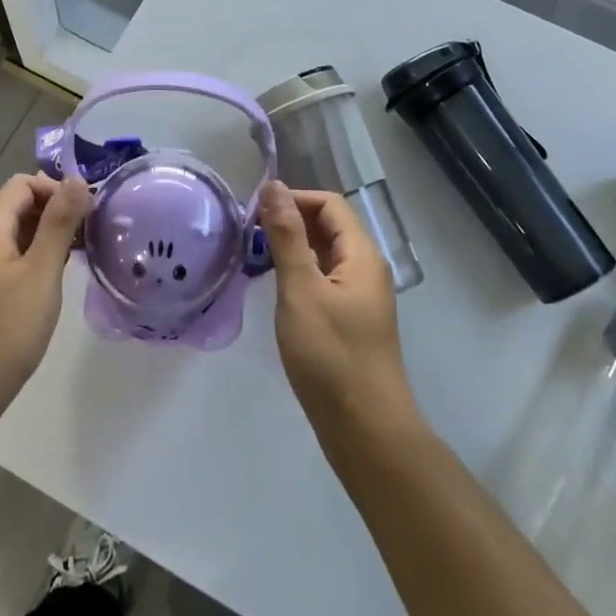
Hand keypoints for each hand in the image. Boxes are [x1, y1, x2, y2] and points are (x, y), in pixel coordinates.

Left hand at [0, 174, 90, 410]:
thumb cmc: (5, 330)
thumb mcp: (41, 273)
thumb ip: (59, 223)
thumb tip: (78, 179)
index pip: (24, 184)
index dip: (57, 189)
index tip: (88, 213)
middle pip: (20, 206)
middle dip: (56, 212)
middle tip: (91, 235)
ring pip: (18, 234)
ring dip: (49, 236)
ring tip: (82, 256)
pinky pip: (13, 258)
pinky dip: (37, 259)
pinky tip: (57, 280)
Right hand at [261, 183, 414, 431]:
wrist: (365, 430)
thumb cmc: (331, 355)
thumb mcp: (301, 290)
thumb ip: (286, 236)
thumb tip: (274, 186)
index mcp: (361, 254)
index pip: (329, 204)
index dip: (294, 199)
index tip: (255, 212)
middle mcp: (366, 269)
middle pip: (329, 227)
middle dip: (291, 222)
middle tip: (250, 235)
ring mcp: (360, 297)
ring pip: (325, 255)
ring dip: (293, 249)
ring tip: (256, 258)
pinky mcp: (351, 321)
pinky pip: (324, 281)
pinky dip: (300, 275)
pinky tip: (276, 290)